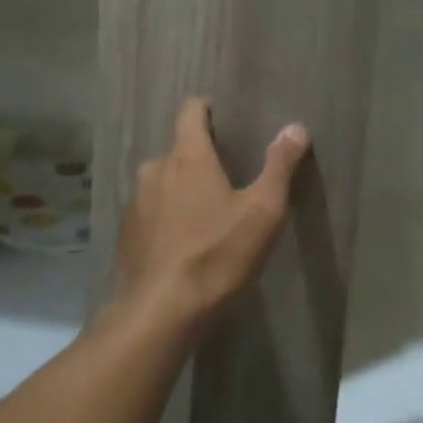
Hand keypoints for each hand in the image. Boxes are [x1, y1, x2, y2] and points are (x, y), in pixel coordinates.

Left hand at [113, 97, 310, 332]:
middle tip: (228, 177)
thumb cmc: (217, 254)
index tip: (225, 120)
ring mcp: (135, 202)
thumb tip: (296, 127)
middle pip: (179, 149)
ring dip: (182, 188)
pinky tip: (183, 242)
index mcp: (188, 156)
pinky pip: (151, 211)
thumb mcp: (263, 211)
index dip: (207, 109)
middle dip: (201, 157)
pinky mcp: (126, 233)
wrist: (160, 313)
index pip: (190, 110)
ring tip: (207, 213)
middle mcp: (155, 169)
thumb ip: (279, 165)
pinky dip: (167, 216)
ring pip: (163, 181)